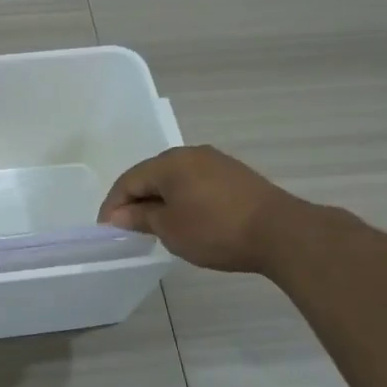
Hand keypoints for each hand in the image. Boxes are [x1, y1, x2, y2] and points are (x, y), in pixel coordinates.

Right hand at [97, 146, 290, 272]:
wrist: (280, 232)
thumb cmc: (215, 230)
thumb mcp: (169, 228)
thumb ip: (140, 218)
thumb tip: (118, 215)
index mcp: (169, 162)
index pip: (128, 181)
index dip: (113, 206)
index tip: (106, 230)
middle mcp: (190, 154)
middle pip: (151, 176)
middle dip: (136, 201)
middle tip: (128, 229)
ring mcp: (216, 162)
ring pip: (175, 179)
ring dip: (160, 201)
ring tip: (156, 227)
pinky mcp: (235, 176)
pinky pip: (196, 184)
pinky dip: (183, 200)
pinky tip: (186, 220)